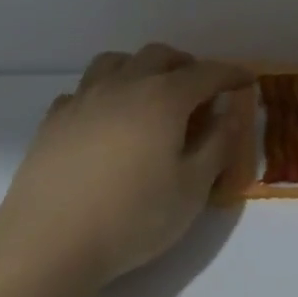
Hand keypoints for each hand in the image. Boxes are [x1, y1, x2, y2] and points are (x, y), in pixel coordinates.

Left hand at [0, 43, 251, 294]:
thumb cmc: (133, 218)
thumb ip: (217, 146)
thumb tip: (229, 114)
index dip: (231, 74)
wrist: (50, 240)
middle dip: (186, 65)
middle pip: (159, 56)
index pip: (206, 74)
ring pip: (116, 62)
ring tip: (152, 94)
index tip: (247, 81)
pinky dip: (106, 93)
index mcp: (163, 99)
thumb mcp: (192, 189)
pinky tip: (107, 120)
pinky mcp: (54, 119)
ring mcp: (83, 99)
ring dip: (142, 68)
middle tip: (200, 90)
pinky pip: (85, 89)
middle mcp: (123, 86)